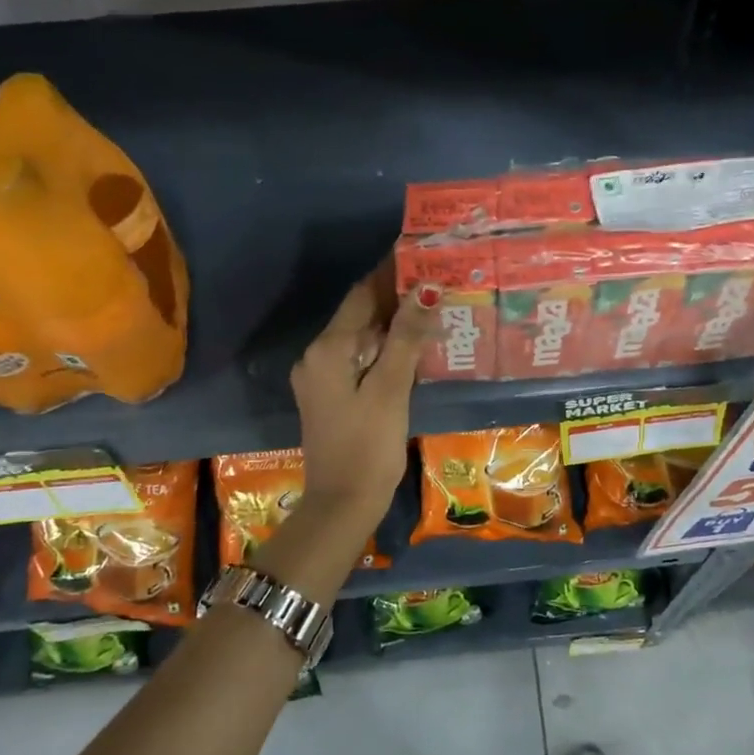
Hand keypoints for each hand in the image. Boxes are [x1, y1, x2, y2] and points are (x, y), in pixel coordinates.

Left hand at [290, 268, 431, 531]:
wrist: (342, 504)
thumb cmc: (368, 446)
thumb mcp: (391, 390)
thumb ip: (406, 339)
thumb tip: (425, 289)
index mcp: (328, 350)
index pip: (361, 295)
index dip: (389, 272)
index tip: (419, 250)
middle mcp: (317, 356)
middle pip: (359, 315)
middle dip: (395, 296)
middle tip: (436, 277)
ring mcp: (321, 378)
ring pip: (360, 337)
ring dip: (392, 322)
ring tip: (431, 305)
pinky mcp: (331, 397)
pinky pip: (358, 359)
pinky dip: (384, 348)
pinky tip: (412, 346)